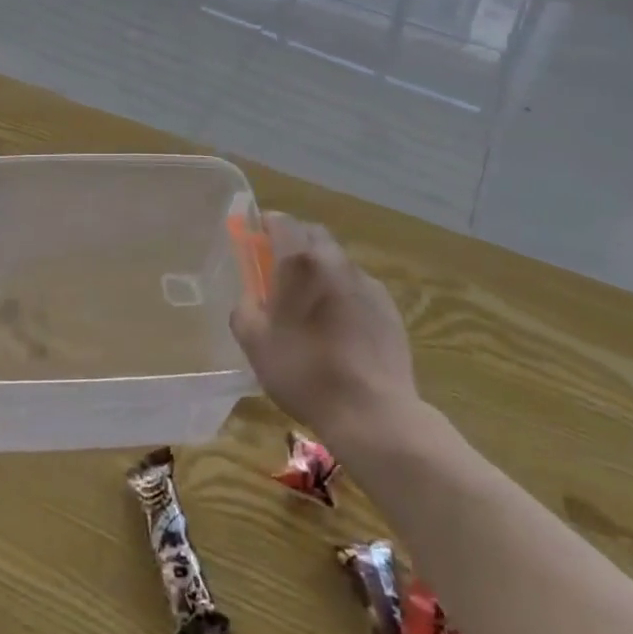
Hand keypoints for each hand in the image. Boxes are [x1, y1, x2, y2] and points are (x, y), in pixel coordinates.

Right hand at [230, 213, 419, 444]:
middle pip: (313, 235)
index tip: (256, 240)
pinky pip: (358, 287)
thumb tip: (250, 297)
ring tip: (312, 305)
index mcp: (299, 262)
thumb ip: (244, 309)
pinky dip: (344, 294)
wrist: (372, 412)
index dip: (266, 225)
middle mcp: (335, 261)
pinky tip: (340, 328)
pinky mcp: (388, 307)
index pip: (281, 221)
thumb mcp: (255, 343)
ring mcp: (366, 282)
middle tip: (280, 271)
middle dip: (295, 242)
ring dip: (321, 270)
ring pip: (337, 261)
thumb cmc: (303, 372)